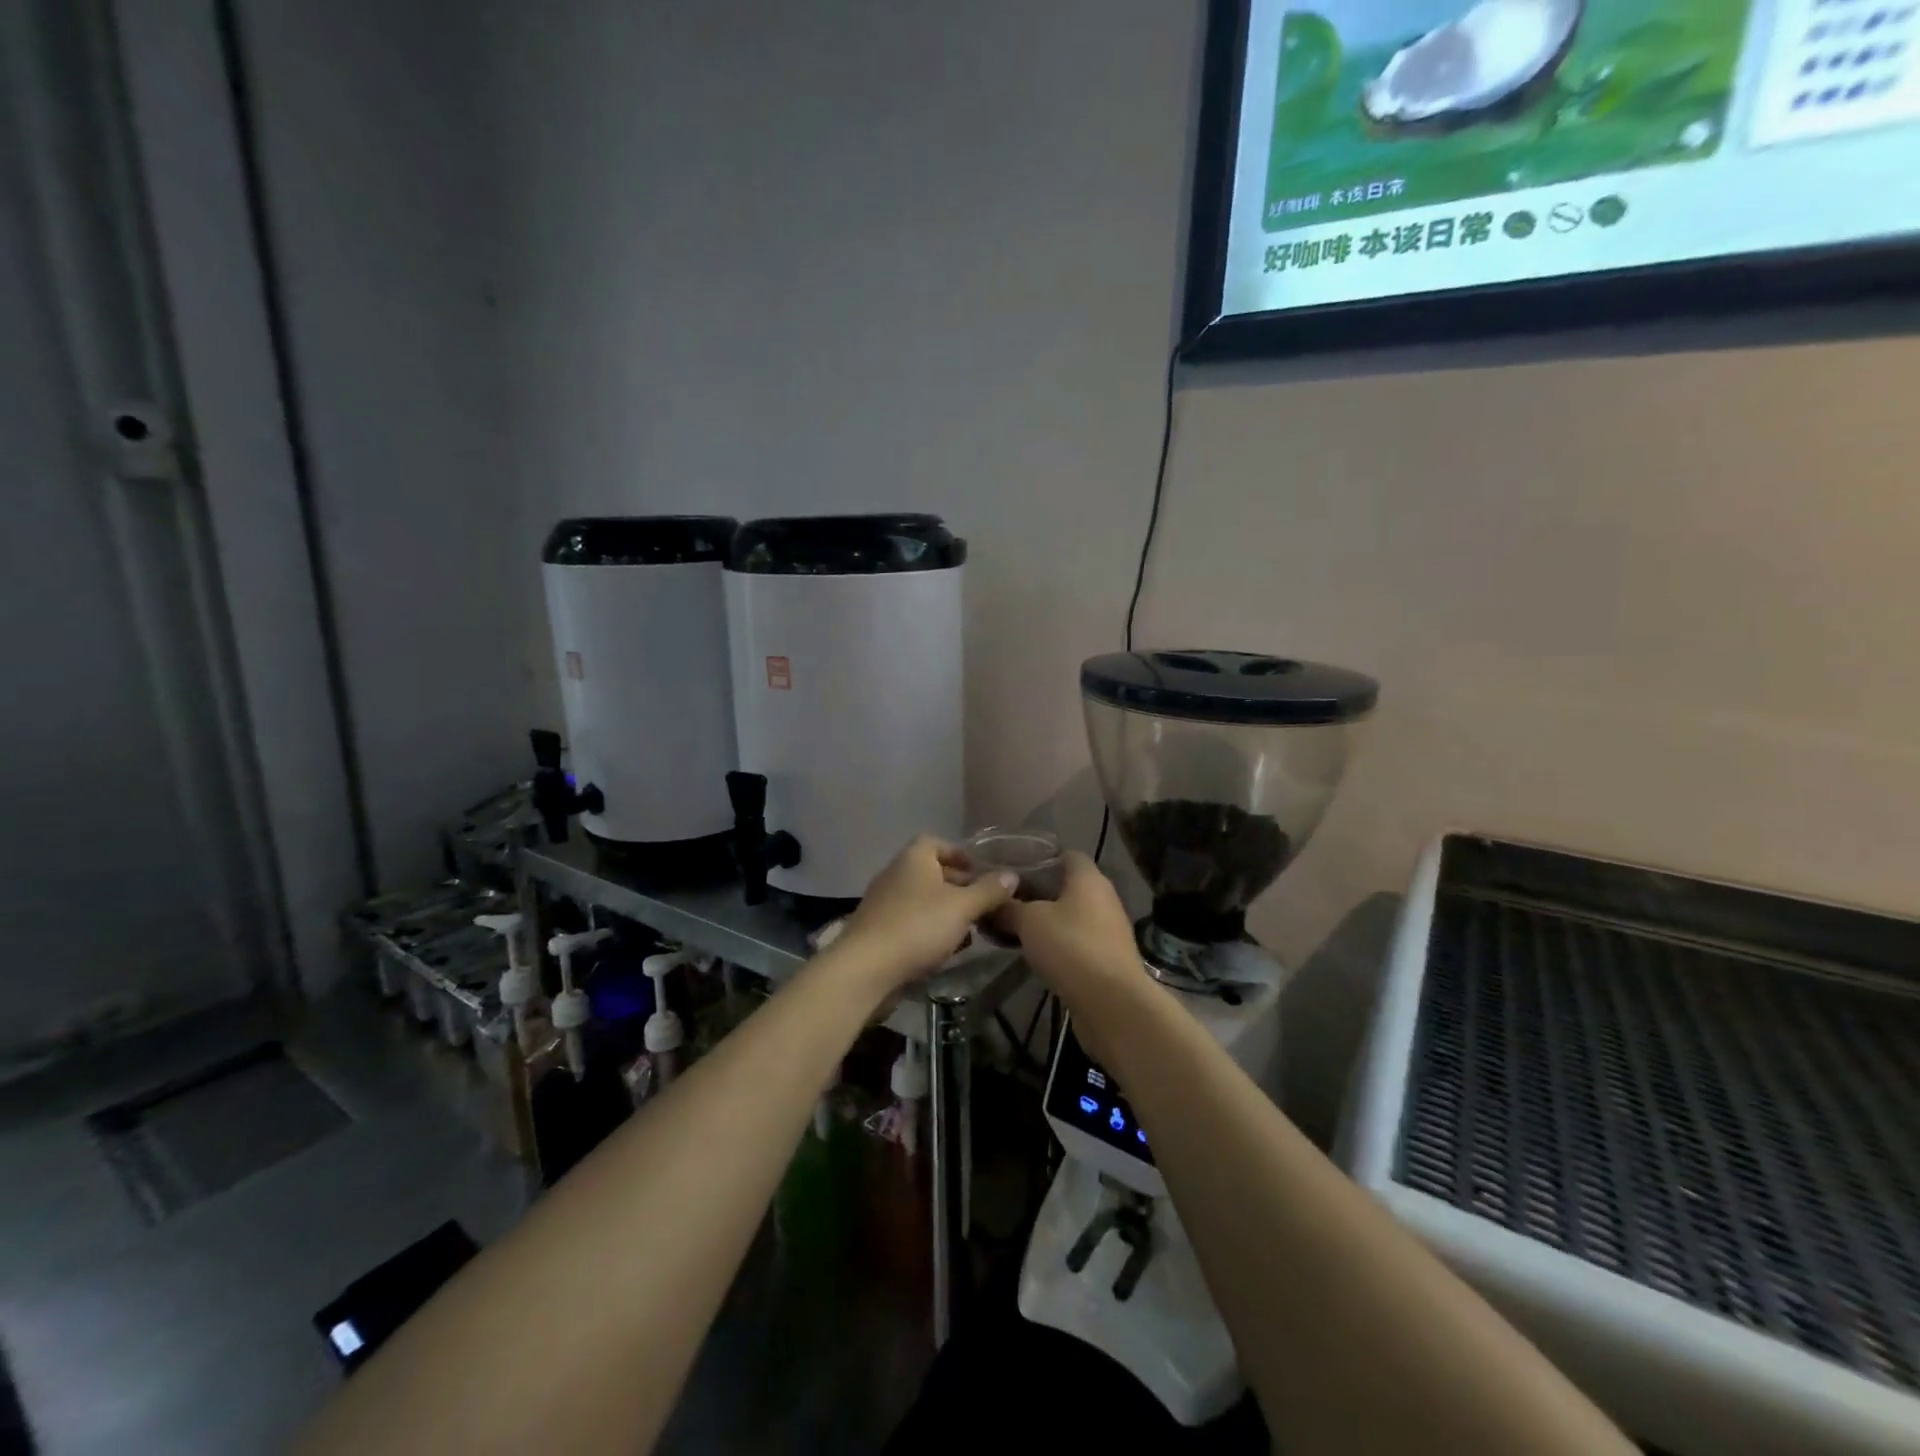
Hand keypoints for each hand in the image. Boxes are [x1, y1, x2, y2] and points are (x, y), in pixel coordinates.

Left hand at [829, 836, 1017, 995]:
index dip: (960, 854)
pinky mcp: (878, 930)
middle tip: (982, 903)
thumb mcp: (962, 907)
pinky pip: (910, 921)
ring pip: (922, 899)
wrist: (866, 968)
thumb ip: (989, 891)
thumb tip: (1012, 875)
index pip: (937, 843)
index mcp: (914, 858)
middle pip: (931, 872)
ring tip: (969, 929)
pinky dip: (928, 929)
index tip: (981, 872)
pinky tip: (944, 949)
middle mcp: (895, 873)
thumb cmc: (918, 926)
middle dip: (958, 886)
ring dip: (945, 911)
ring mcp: (884, 902)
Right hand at [994, 852, 1142, 1007]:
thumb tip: (991, 901)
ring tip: (1012, 926)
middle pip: (1066, 885)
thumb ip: (1008, 908)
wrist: (1112, 1003)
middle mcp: (1102, 897)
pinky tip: (1032, 952)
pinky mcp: (1106, 957)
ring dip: (1045, 919)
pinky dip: (1055, 942)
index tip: (1012, 867)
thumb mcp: (1029, 922)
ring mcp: (1107, 929)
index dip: (1039, 857)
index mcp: (1088, 878)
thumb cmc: (1071, 947)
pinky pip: (1075, 939)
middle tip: (1005, 899)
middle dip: (1036, 891)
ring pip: (1070, 914)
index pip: (1065, 854)